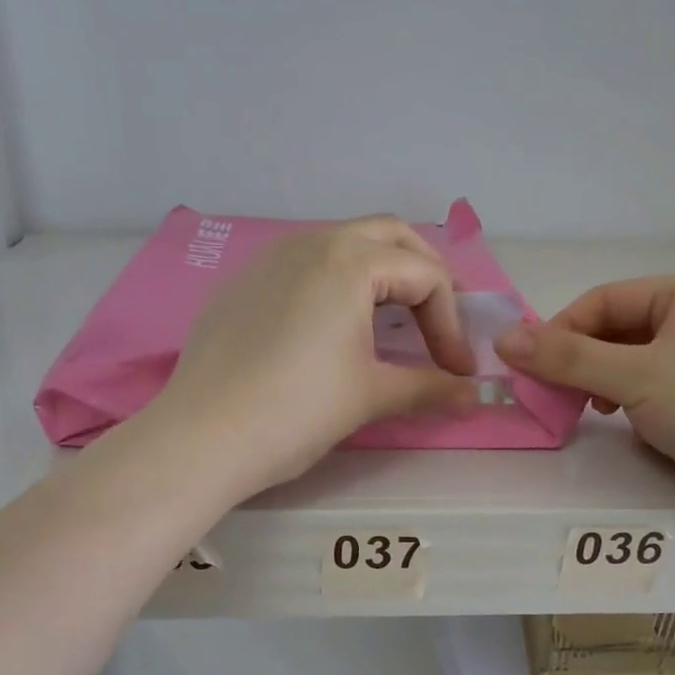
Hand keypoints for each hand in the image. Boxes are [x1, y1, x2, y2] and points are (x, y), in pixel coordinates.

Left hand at [151, 216, 480, 495]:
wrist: (202, 436)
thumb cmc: (297, 410)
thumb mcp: (370, 396)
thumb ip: (428, 388)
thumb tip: (472, 397)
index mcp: (349, 260)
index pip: (425, 276)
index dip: (452, 325)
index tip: (458, 372)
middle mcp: (310, 242)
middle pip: (389, 237)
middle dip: (424, 276)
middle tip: (438, 322)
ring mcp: (269, 258)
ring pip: (342, 246)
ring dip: (379, 275)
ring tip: (391, 323)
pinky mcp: (242, 283)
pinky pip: (303, 266)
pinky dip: (335, 284)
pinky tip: (330, 329)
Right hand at [495, 275, 674, 533]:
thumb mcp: (633, 376)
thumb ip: (566, 357)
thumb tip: (502, 340)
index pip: (605, 299)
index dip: (561, 330)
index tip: (529, 367)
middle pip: (618, 332)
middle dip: (582, 362)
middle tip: (553, 394)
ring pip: (633, 365)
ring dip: (603, 385)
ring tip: (591, 411)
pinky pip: (654, 393)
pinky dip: (631, 405)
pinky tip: (627, 426)